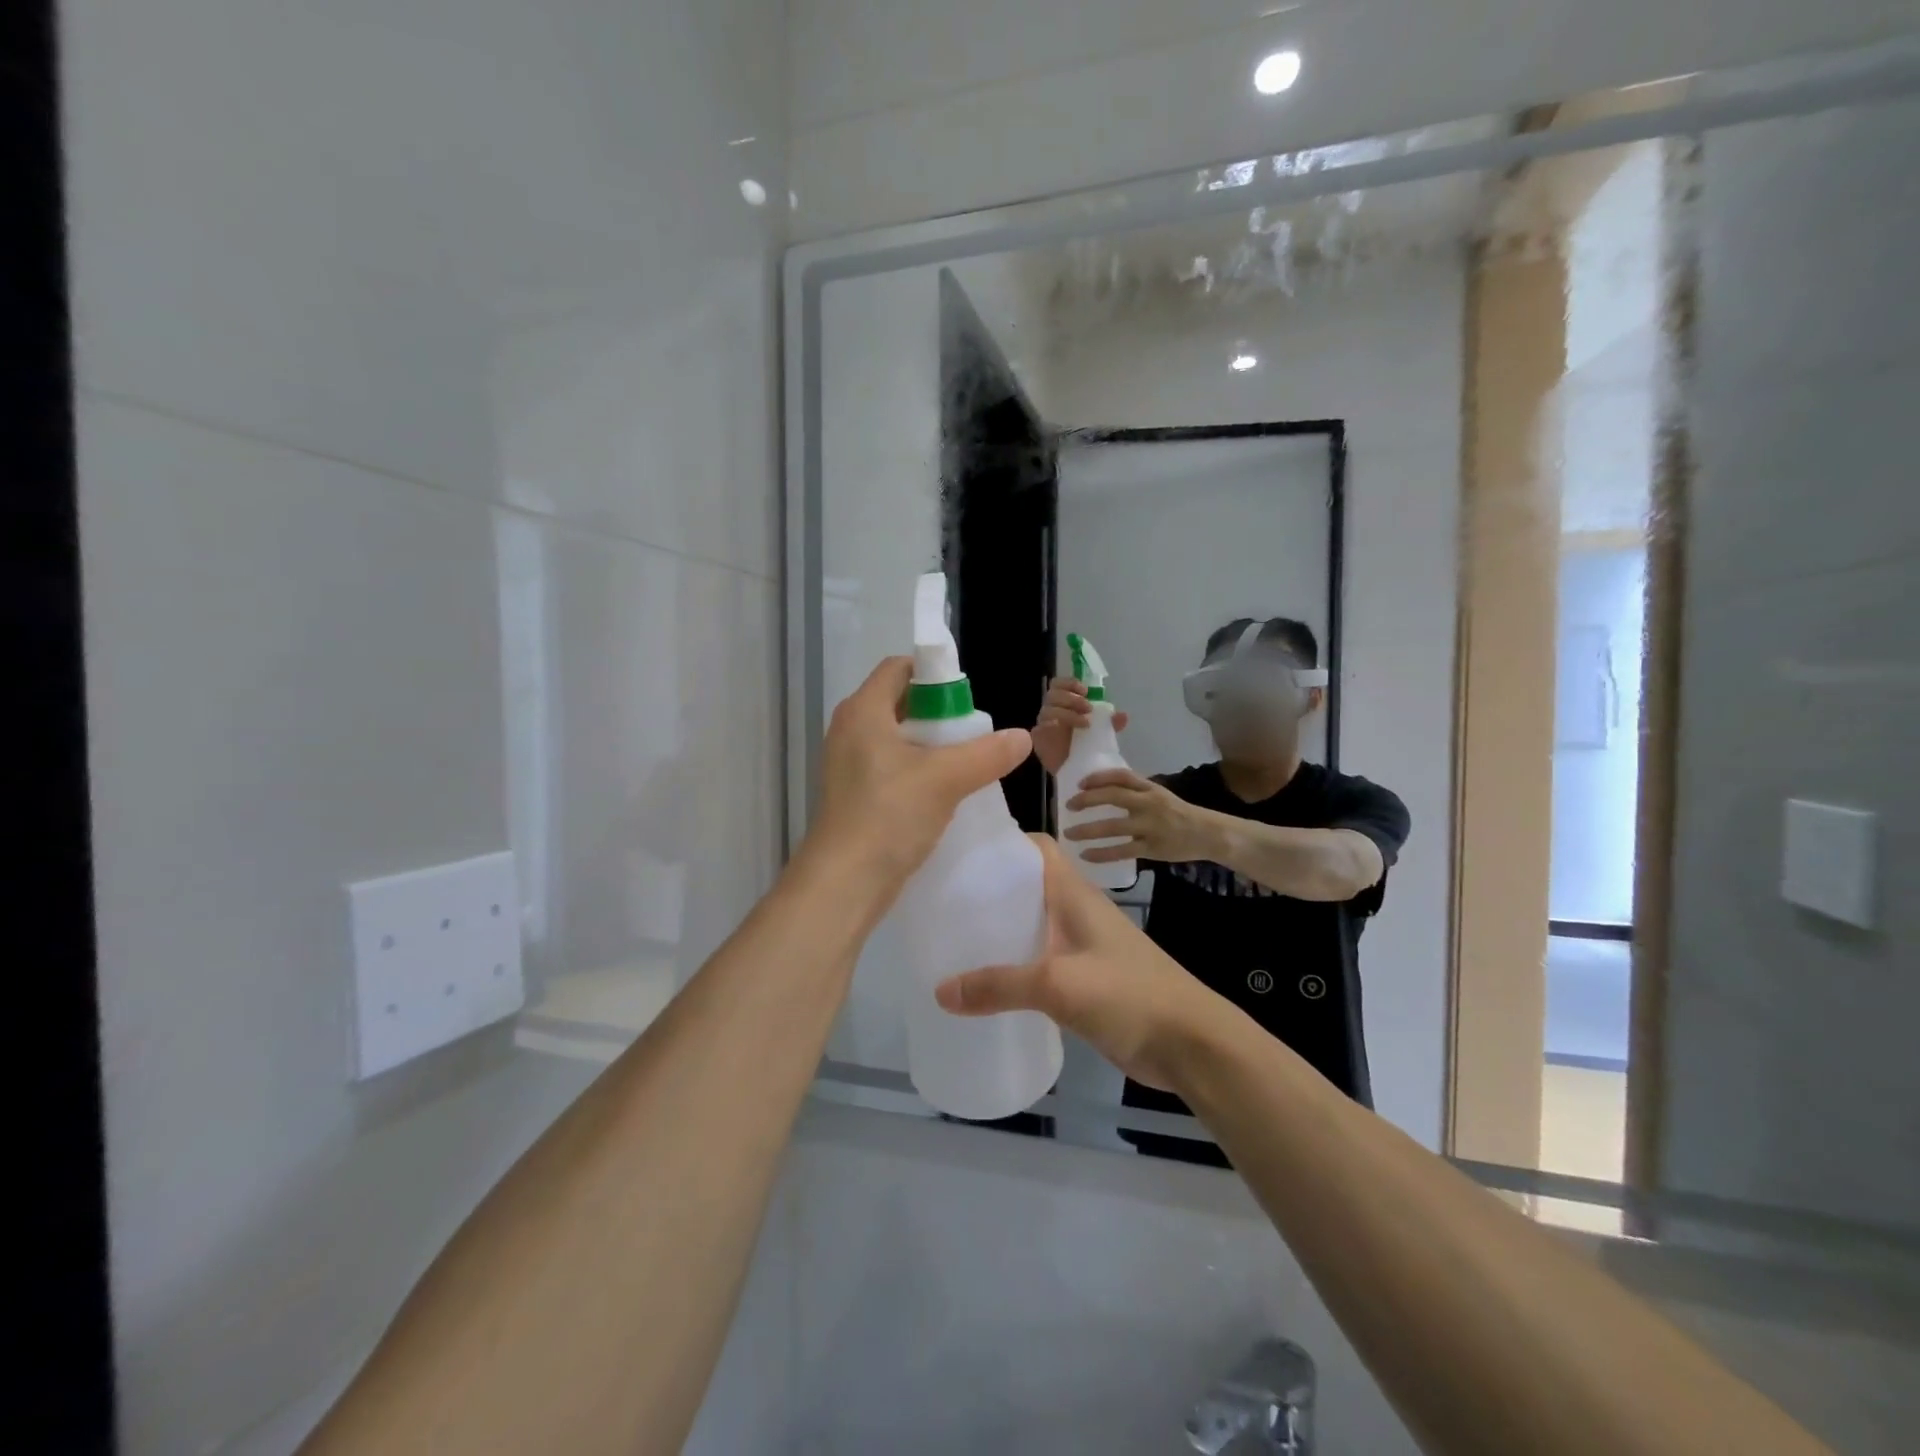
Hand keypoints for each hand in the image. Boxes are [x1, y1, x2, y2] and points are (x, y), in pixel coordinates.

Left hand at [803, 657, 1030, 889]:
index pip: (898, 668)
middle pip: (899, 702)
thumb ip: (987, 754)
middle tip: (971, 733)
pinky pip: (890, 767)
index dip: (934, 674)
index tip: (966, 697)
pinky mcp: (853, 794)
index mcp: (863, 711)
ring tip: (964, 763)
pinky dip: (916, 771)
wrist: (844, 883)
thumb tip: (1022, 737)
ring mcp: (848, 764)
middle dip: (938, 713)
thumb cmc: (889, 815)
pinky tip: (943, 793)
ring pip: (897, 738)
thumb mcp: (946, 779)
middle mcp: (850, 730)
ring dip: (930, 746)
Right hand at [935, 837, 1220, 1091]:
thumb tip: (941, 990)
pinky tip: (984, 980)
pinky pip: (1038, 960)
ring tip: (952, 936)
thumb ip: (1000, 985)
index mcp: (1074, 894)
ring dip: (998, 928)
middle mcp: (1076, 911)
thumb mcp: (1058, 985)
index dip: (1001, 841)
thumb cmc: (1129, 994)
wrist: (1191, 1043)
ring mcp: (1081, 945)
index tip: (958, 851)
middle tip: (941, 898)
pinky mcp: (1083, 978)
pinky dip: (1012, 963)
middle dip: (988, 888)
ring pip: (1031, 924)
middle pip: (1026, 886)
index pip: (1036, 847)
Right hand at [1031, 677, 1128, 775]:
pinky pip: (1040, 727)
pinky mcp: (1038, 738)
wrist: (1078, 772)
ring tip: (1085, 723)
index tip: (1085, 691)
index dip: (1069, 683)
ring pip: (1048, 709)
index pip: (1059, 684)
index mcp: (1064, 704)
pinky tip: (1064, 730)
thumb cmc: (1088, 748)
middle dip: (1071, 698)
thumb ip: (1110, 723)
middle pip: (1053, 694)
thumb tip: (1123, 716)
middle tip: (1088, 708)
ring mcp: (1043, 724)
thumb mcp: (1103, 733)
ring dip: (1067, 712)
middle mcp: (1052, 710)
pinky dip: (1052, 725)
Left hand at [1064, 770, 1214, 862]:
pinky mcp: (1151, 848)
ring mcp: (1150, 826)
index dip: (1098, 777)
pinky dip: (1101, 853)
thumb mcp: (1159, 794)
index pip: (1121, 776)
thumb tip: (1103, 787)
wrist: (1207, 833)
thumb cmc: (1178, 813)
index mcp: (1150, 788)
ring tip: (1068, 833)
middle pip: (1113, 797)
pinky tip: (1085, 855)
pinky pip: (1121, 851)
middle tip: (1068, 805)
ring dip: (1087, 829)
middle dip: (1087, 800)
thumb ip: (1135, 790)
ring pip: (1113, 827)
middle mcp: (1148, 804)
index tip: (1080, 783)